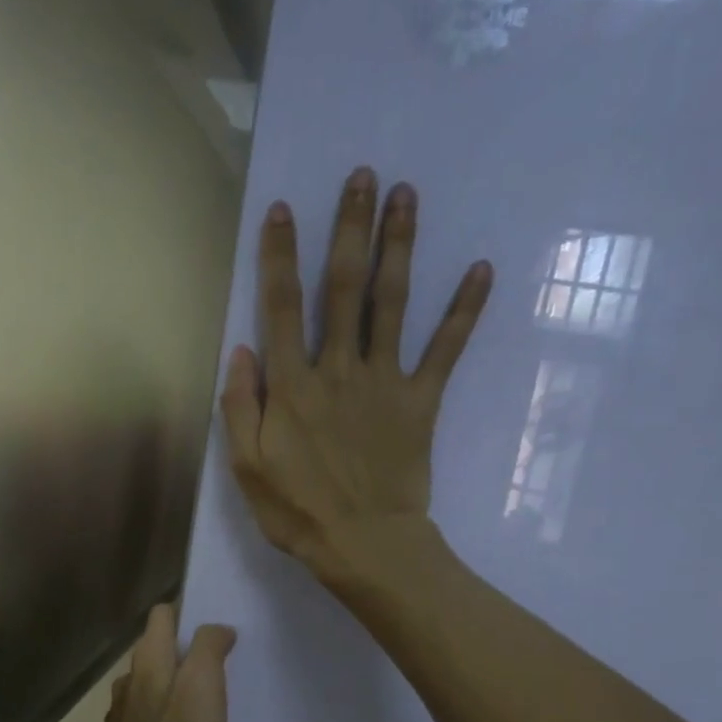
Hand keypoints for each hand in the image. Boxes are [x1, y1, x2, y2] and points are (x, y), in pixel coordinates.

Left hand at [96, 603, 235, 721]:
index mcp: (149, 659)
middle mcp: (130, 679)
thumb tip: (216, 628)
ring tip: (203, 704)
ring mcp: (123, 714)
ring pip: (150, 684)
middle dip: (184, 652)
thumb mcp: (203, 685)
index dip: (187, 614)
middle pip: (156, 650)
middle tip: (218, 668)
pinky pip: (147, 717)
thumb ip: (209, 648)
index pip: (162, 615)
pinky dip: (164, 716)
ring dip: (173, 686)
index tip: (215, 630)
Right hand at [219, 167, 493, 585]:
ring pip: (391, 303)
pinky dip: (464, 311)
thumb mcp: (247, 467)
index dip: (280, 256)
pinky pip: (445, 350)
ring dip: (399, 247)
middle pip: (343, 288)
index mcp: (292, 386)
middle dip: (350, 228)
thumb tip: (241, 350)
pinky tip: (480, 270)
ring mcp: (384, 382)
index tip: (283, 210)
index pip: (281, 308)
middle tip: (363, 177)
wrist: (365, 545)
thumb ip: (240, 406)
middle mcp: (338, 370)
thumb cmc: (298, 511)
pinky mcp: (420, 401)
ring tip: (407, 195)